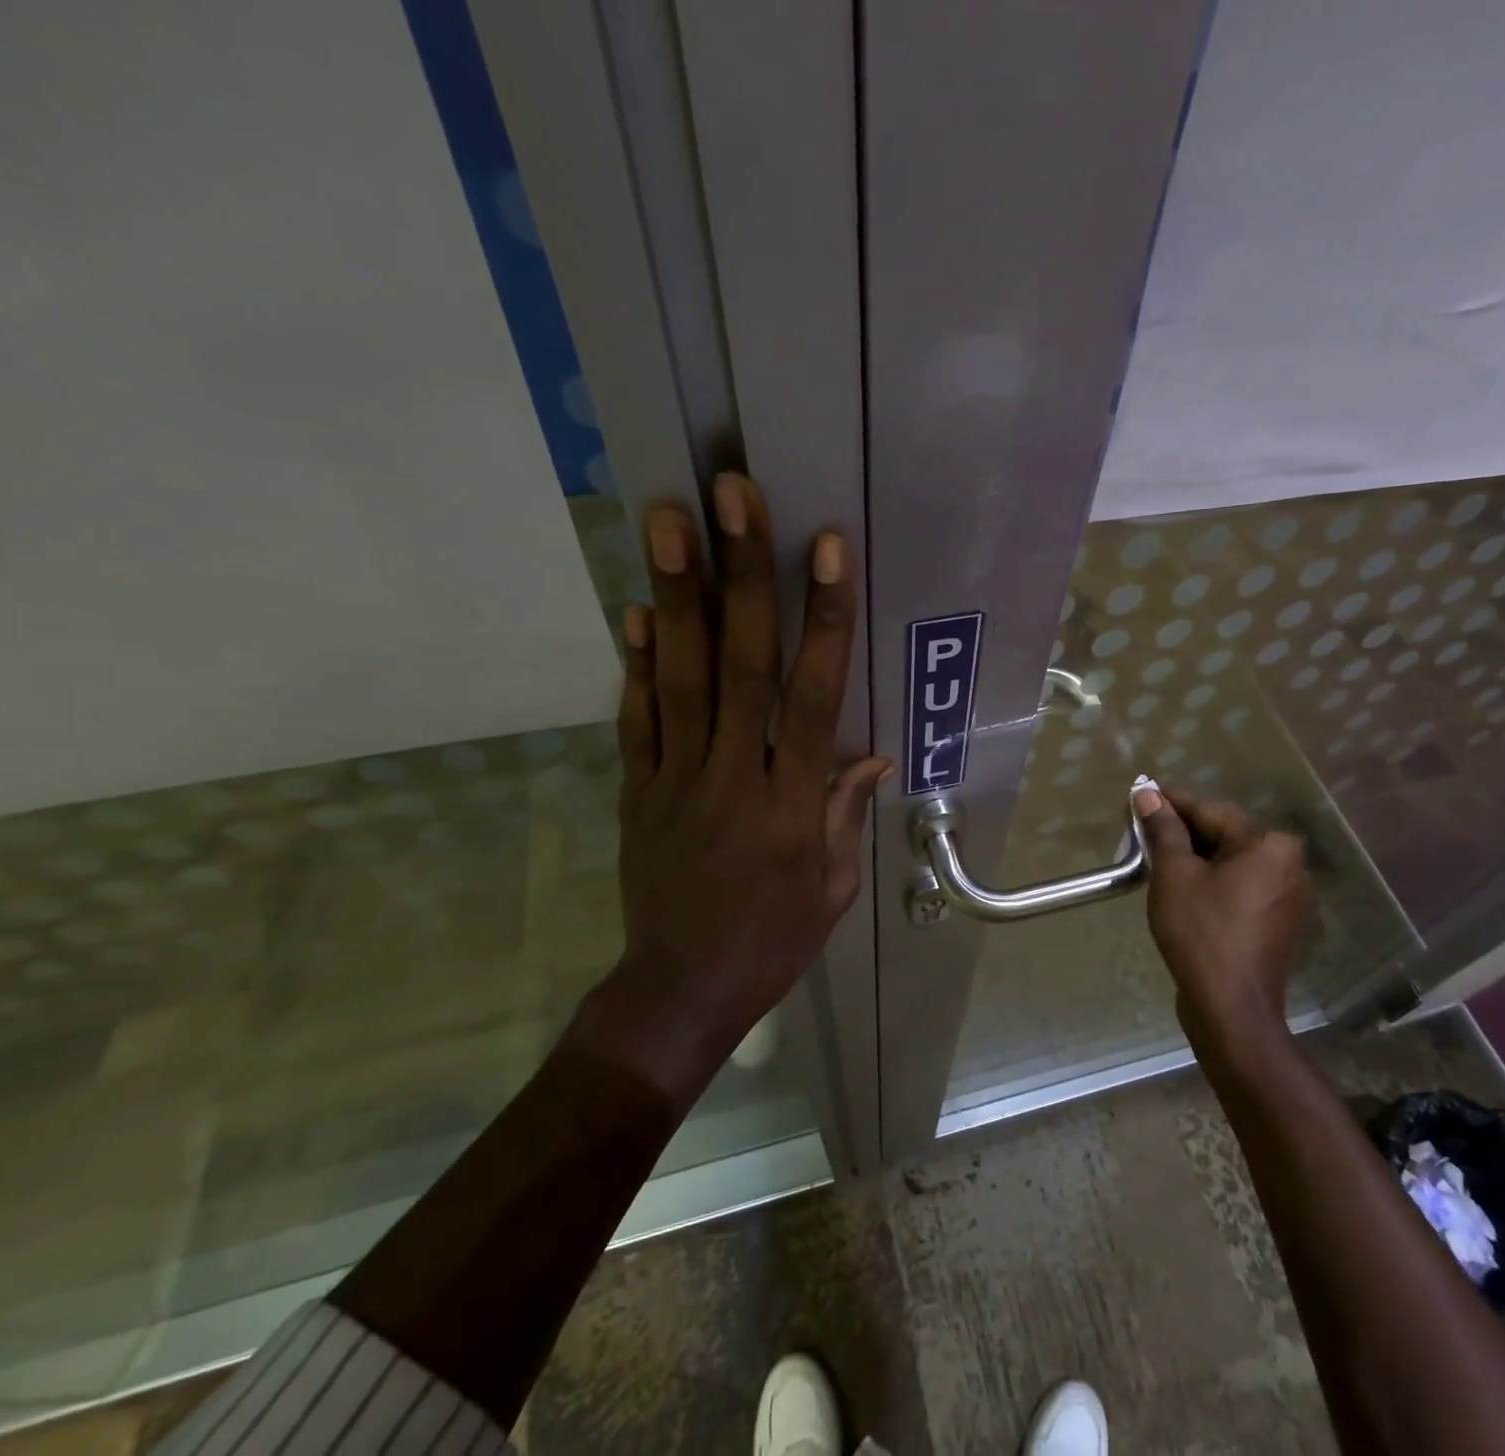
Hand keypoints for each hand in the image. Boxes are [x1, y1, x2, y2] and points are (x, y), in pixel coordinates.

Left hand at [565, 472, 889, 1108]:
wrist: (681, 989)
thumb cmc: (773, 939)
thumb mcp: (833, 888)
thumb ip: (847, 812)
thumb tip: (870, 753)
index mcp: (793, 803)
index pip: (814, 696)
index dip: (824, 619)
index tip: (827, 549)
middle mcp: (734, 776)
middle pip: (740, 665)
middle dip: (742, 575)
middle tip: (732, 497)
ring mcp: (676, 778)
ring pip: (679, 677)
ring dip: (678, 595)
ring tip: (670, 520)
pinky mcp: (637, 790)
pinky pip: (635, 718)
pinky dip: (635, 662)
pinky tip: (634, 607)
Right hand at [1133, 785, 1313, 1073]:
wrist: (1231, 1008)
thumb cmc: (1201, 933)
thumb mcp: (1174, 874)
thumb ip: (1163, 829)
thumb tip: (1147, 794)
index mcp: (1269, 844)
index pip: (1210, 810)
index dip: (1170, 801)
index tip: (1140, 792)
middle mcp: (1289, 863)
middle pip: (1224, 834)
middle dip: (1182, 830)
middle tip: (1142, 826)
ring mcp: (1289, 894)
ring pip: (1233, 861)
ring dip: (1196, 855)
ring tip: (1156, 854)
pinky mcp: (1280, 920)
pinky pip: (1242, 885)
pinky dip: (1213, 880)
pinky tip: (1183, 884)